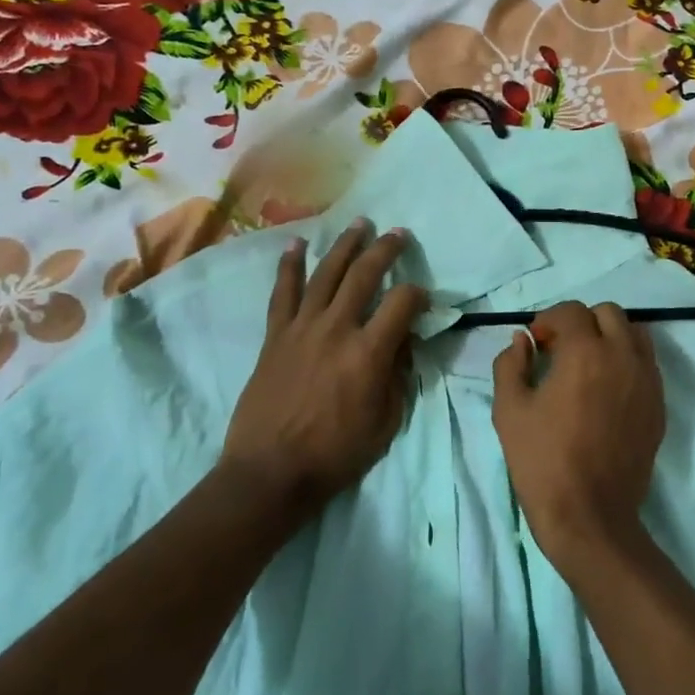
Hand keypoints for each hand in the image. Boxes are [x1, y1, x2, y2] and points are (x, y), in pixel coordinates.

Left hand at [219, 221, 427, 511]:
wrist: (271, 470)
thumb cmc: (336, 453)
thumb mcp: (386, 422)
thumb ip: (398, 377)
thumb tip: (401, 345)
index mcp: (369, 352)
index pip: (403, 303)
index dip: (419, 294)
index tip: (423, 298)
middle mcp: (337, 329)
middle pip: (364, 275)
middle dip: (385, 250)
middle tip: (397, 233)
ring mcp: (302, 329)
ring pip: (326, 274)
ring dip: (344, 246)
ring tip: (358, 224)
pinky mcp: (276, 336)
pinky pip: (283, 293)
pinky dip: (289, 267)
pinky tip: (296, 245)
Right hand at [491, 301, 665, 571]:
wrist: (590, 516)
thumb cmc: (542, 461)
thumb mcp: (509, 410)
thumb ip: (511, 364)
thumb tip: (522, 341)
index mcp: (586, 353)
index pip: (571, 311)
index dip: (549, 320)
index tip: (536, 343)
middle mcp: (624, 357)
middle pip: (609, 314)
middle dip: (582, 322)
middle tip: (560, 350)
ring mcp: (647, 381)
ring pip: (635, 334)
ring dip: (610, 337)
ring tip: (587, 365)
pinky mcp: (658, 406)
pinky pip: (647, 365)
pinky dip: (627, 362)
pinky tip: (606, 390)